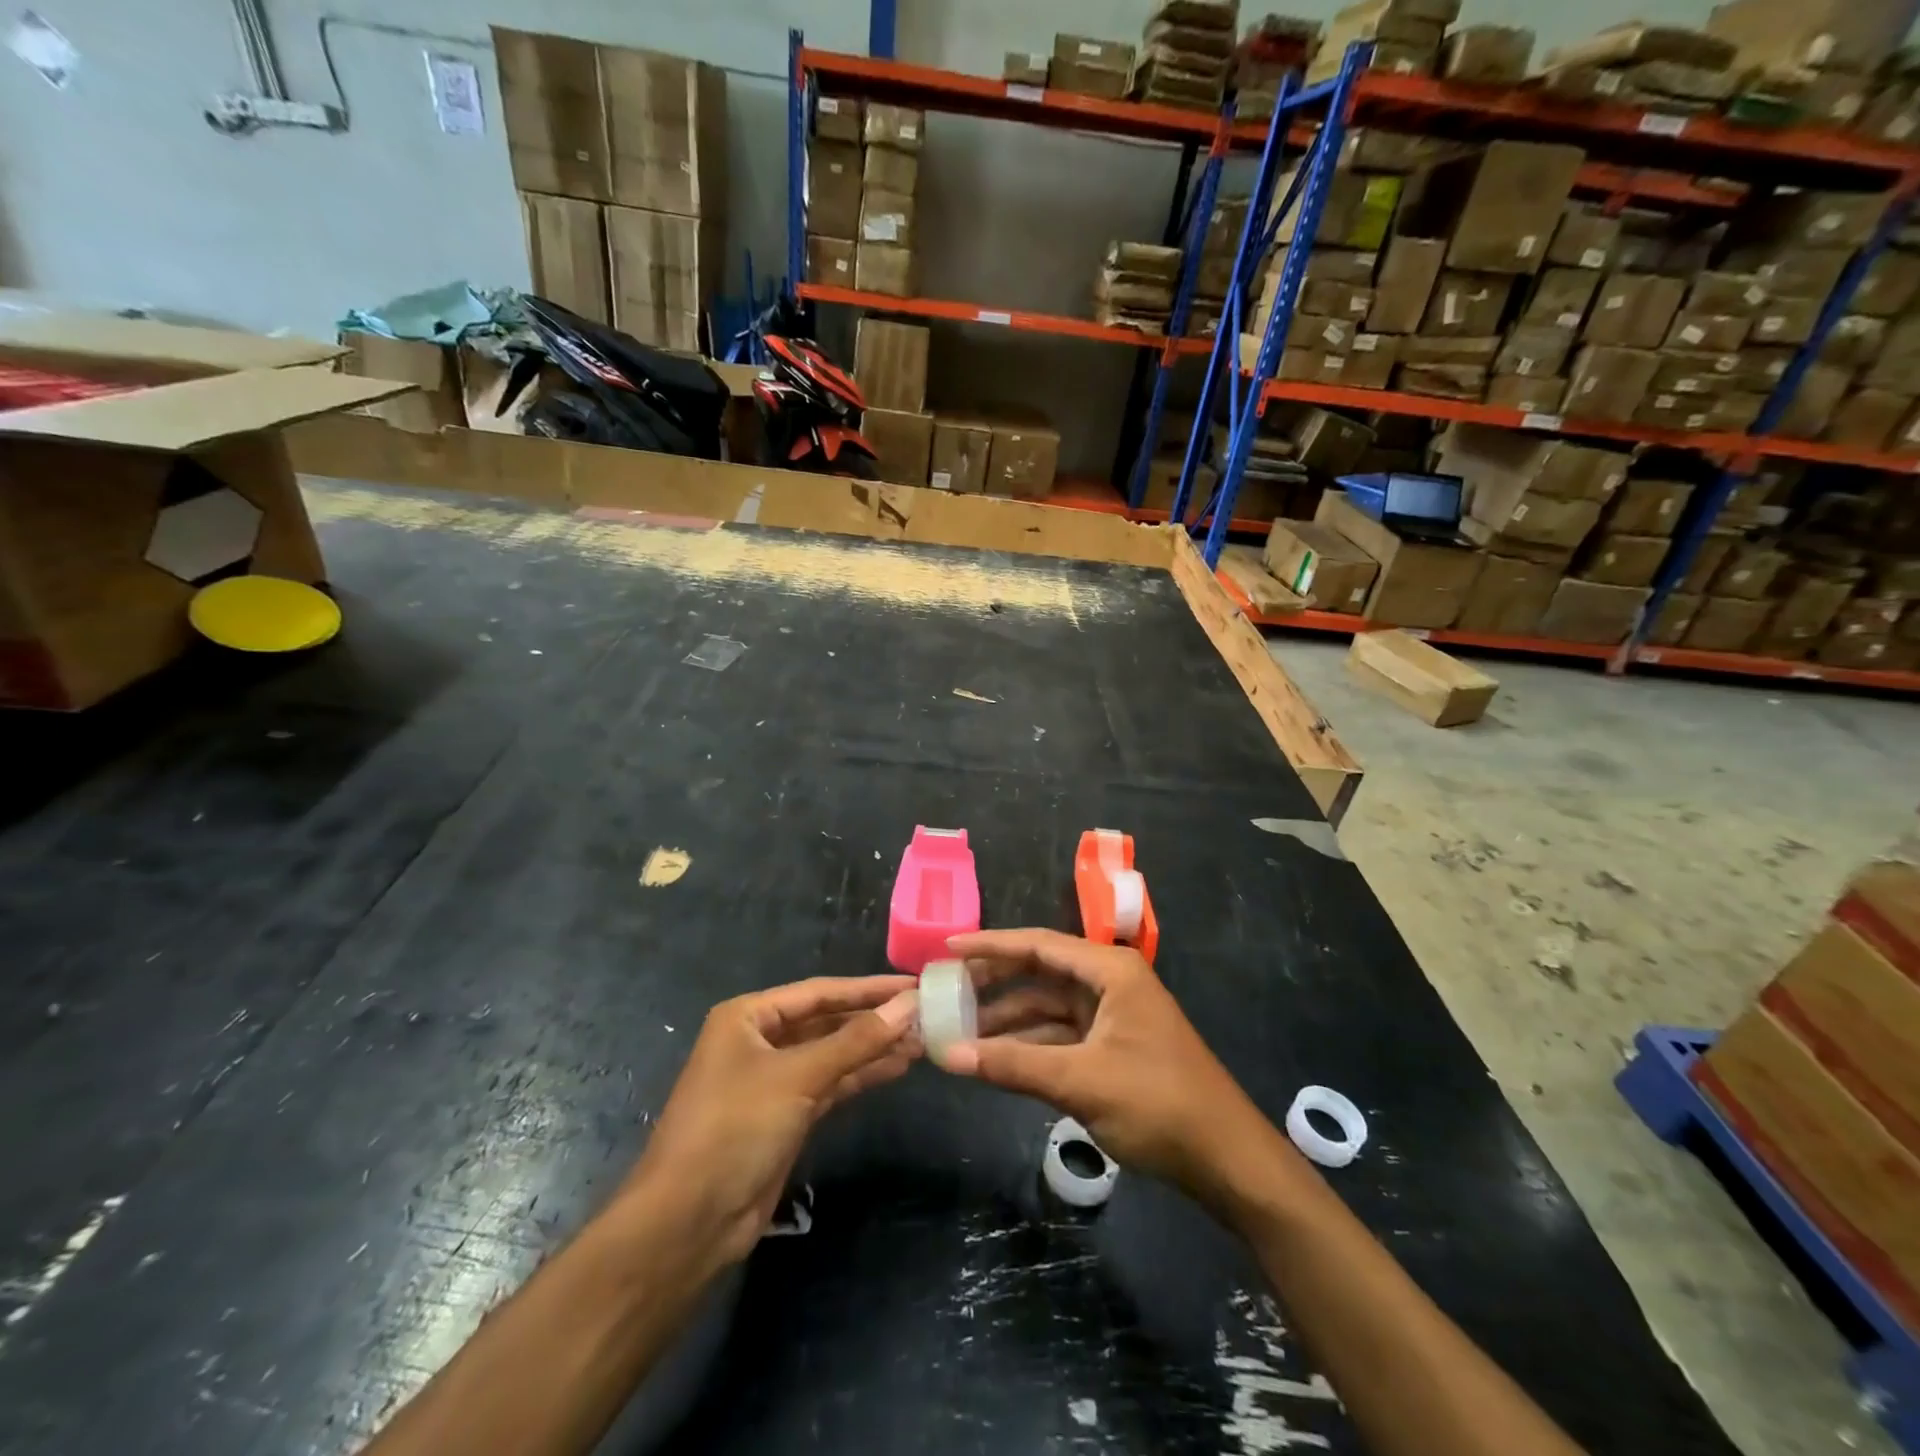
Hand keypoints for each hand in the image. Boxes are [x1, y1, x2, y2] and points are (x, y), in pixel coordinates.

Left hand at [625, 977, 919, 1267]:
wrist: (687, 1224)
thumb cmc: (735, 1129)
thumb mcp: (798, 1077)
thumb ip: (856, 1041)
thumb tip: (908, 1005)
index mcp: (749, 1016)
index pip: (821, 992)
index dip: (869, 988)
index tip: (915, 984)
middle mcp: (760, 1039)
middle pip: (827, 1020)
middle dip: (874, 1019)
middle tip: (927, 1014)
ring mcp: (773, 1080)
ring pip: (833, 1053)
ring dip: (873, 1047)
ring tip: (923, 1040)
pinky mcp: (786, 1115)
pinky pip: (831, 1083)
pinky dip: (861, 1075)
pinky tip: (897, 1067)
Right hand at [938, 929, 1278, 1211]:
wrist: (1227, 1161)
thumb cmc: (1158, 1104)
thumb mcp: (1080, 1080)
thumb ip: (1012, 1065)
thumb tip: (947, 1055)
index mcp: (1110, 971)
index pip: (1039, 945)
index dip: (990, 945)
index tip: (947, 948)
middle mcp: (1109, 984)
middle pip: (1040, 973)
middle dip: (994, 983)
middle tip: (945, 991)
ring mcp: (1111, 1017)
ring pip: (1047, 1009)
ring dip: (1007, 1021)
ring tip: (957, 1031)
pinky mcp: (1111, 1049)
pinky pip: (1059, 1037)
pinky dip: (1028, 1046)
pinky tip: (994, 1059)